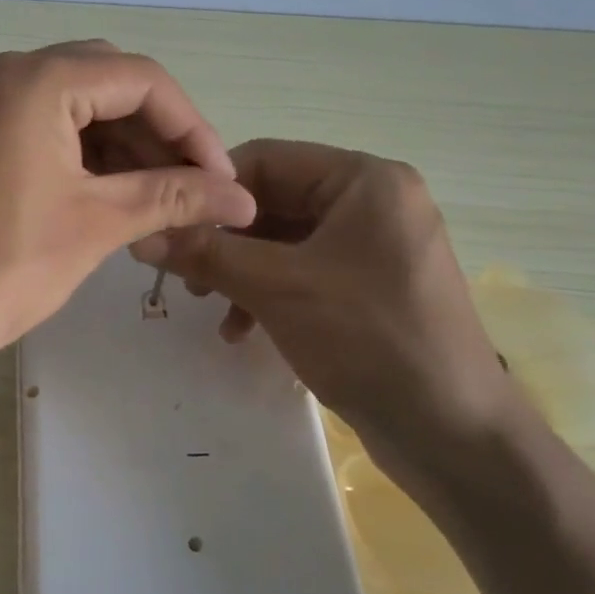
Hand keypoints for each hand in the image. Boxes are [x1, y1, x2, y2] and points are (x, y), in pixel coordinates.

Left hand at [0, 42, 256, 378]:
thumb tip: (243, 199)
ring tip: (157, 200)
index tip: (221, 181)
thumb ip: (174, 197)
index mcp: (36, 80)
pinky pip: (37, 125)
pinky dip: (79, 153)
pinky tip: (108, 195)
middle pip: (106, 82)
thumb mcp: (97, 225)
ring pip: (72, 105)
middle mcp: (2, 73)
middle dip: (157, 133)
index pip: (141, 79)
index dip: (193, 128)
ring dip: (120, 145)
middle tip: (192, 188)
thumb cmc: (1, 269)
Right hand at [130, 140, 526, 494]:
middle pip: (274, 201)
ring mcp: (375, 246)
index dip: (211, 191)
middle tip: (185, 274)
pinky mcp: (371, 286)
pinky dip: (269, 291)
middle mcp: (373, 202)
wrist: (453, 434)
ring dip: (241, 269)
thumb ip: (206, 255)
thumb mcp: (277, 289)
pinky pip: (305, 271)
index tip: (169, 226)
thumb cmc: (369, 340)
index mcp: (365, 180)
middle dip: (225, 238)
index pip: (266, 159)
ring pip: (285, 240)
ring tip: (208, 304)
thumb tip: (141, 233)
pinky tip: (243, 329)